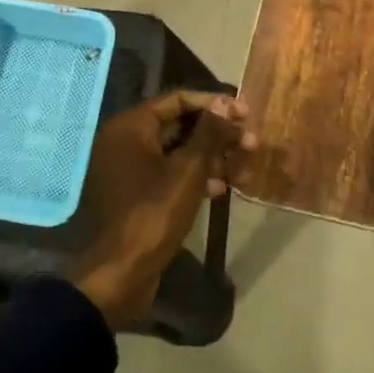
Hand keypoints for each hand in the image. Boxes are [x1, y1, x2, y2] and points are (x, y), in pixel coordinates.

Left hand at [73, 92, 253, 326]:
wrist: (122, 272)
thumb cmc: (154, 212)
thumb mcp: (188, 170)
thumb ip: (209, 132)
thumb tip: (225, 102)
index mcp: (131, 127)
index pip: (177, 100)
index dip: (214, 104)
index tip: (245, 113)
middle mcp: (126, 141)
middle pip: (179, 125)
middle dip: (217, 134)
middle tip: (251, 143)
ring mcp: (130, 169)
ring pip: (178, 152)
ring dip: (212, 158)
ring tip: (244, 170)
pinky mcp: (138, 194)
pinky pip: (170, 174)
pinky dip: (196, 177)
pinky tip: (222, 188)